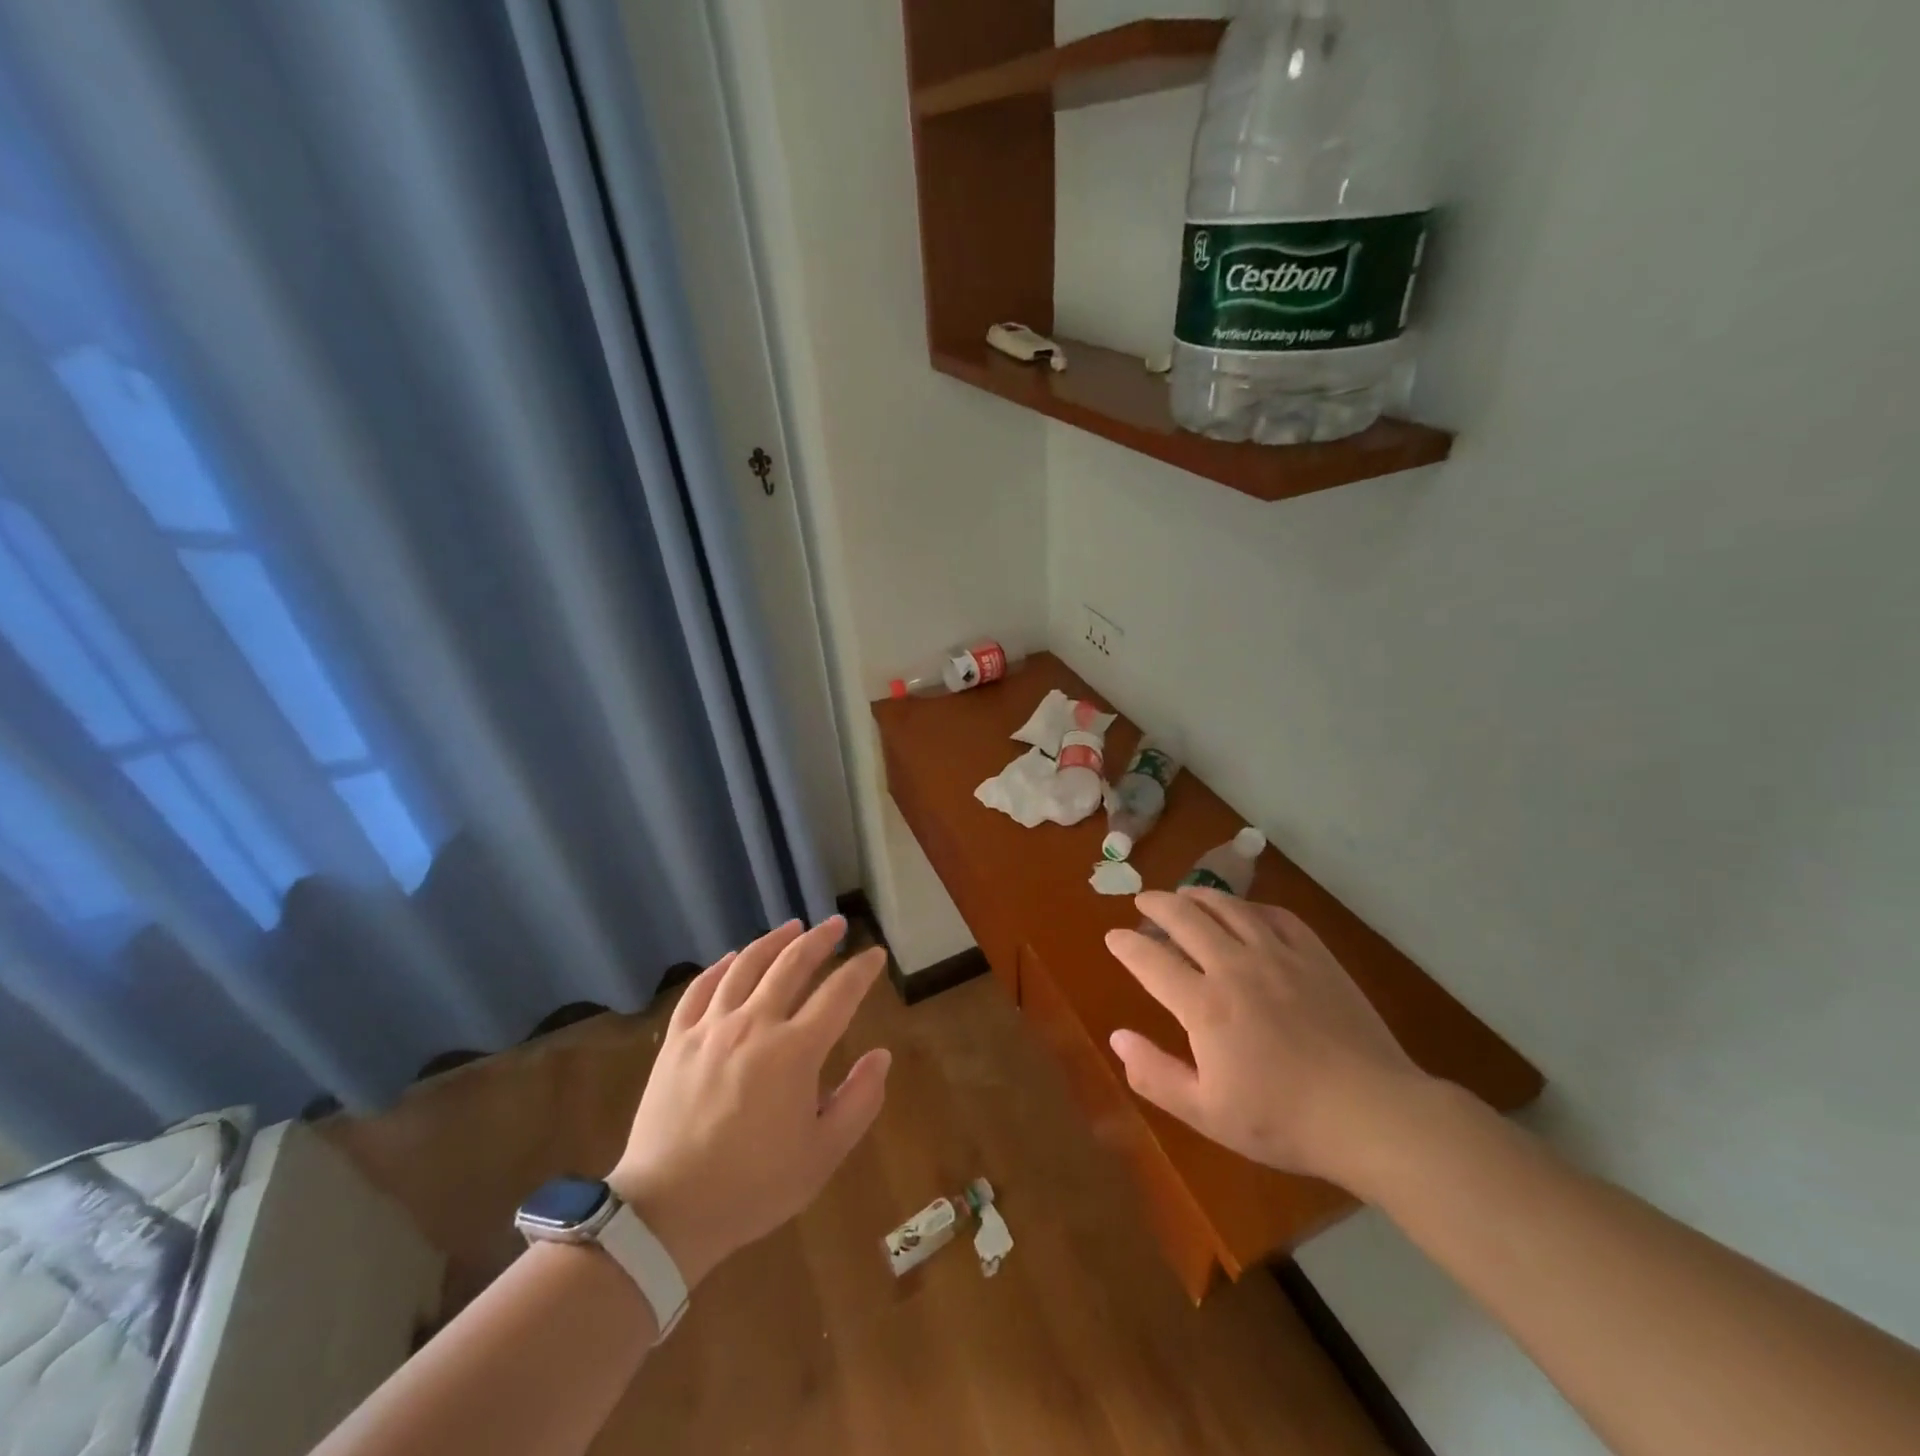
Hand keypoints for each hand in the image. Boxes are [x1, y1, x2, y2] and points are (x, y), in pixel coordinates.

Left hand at [608, 916, 890, 1288]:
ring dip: (774, 941)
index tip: (874, 953)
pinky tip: (732, 958)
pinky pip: (701, 988)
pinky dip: (721, 966)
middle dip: (819, 939)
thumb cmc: (753, 1186)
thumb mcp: (822, 1155)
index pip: (839, 994)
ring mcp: (711, 1028)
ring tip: (792, 927)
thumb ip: (859, 1101)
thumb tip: (881, 1056)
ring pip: (746, 965)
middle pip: (792, 964)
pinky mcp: (677, 1040)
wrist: (666, 1212)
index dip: (861, 970)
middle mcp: (754, 1024)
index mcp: (795, 1051)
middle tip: (836, 924)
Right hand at [1105, 888, 1432, 1192]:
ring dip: (1198, 896)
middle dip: (1155, 904)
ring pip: (1228, 907)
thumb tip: (1117, 1037)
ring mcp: (1278, 954)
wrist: (1372, 1114)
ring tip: (1184, 895)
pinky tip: (1245, 911)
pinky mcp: (1315, 955)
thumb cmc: (1283, 1120)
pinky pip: (1275, 914)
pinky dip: (1250, 906)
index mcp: (1203, 1004)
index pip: (1149, 959)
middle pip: (1184, 918)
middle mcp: (1234, 966)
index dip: (1126, 944)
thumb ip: (1155, 1074)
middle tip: (1142, 901)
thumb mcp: (1207, 1113)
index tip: (1113, 937)